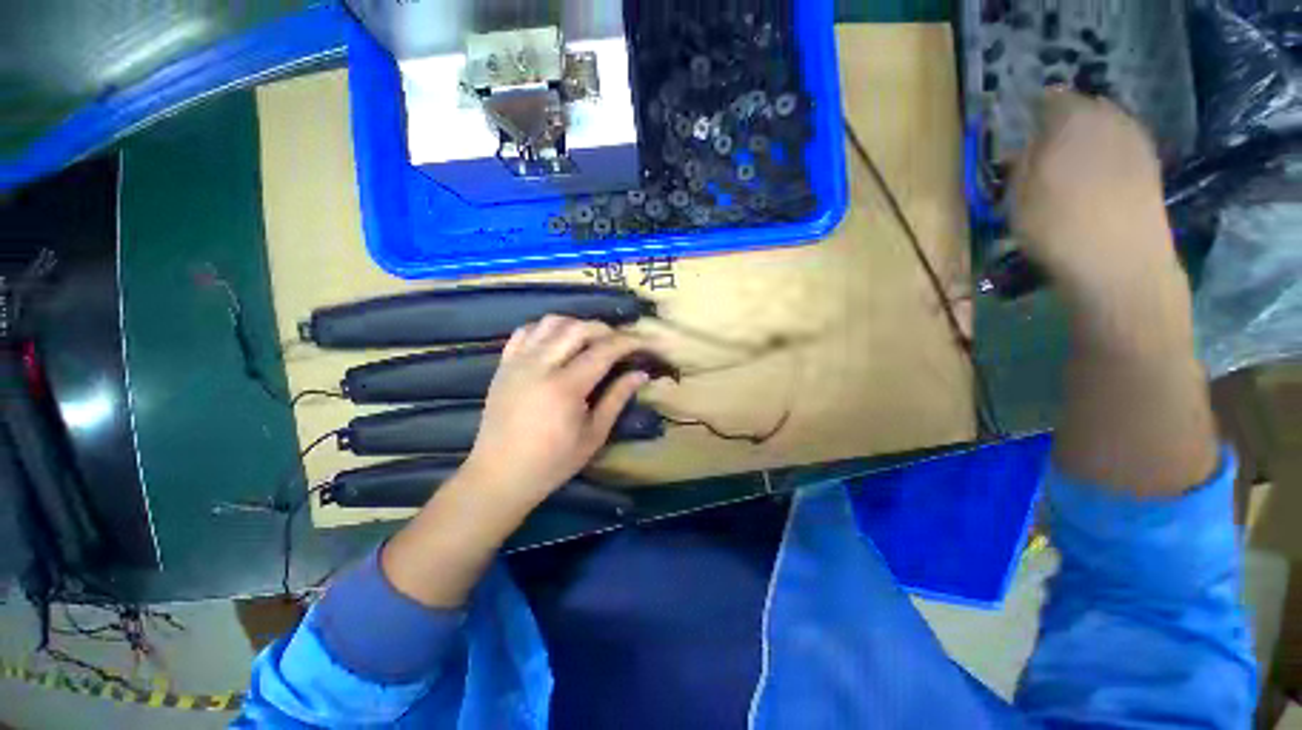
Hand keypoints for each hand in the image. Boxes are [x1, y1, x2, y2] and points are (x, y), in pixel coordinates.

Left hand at [461, 315, 649, 510]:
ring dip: (576, 325)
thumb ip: (617, 399)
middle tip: (619, 343)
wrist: (499, 475)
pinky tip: (557, 343)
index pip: (603, 351)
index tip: (643, 342)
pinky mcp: (503, 364)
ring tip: (590, 341)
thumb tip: (641, 374)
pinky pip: (526, 331)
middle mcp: (540, 366)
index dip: (627, 342)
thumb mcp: (594, 435)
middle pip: (577, 328)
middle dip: (604, 329)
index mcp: (565, 387)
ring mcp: (518, 362)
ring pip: (551, 322)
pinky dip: (547, 329)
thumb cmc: (553, 462)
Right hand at [1011, 91, 1181, 303]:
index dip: (1034, 111)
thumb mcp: (1017, 197)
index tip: (1022, 128)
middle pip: (1084, 109)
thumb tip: (1026, 146)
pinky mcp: (1151, 165)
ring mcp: (1136, 141)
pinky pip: (1122, 146)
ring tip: (1070, 164)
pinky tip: (1095, 178)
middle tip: (1045, 148)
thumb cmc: (1056, 228)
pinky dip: (1107, 154)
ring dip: (1087, 139)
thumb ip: (1022, 163)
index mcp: (1072, 120)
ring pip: (1105, 126)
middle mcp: (1109, 119)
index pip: (1050, 99)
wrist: (1120, 263)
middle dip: (1064, 123)